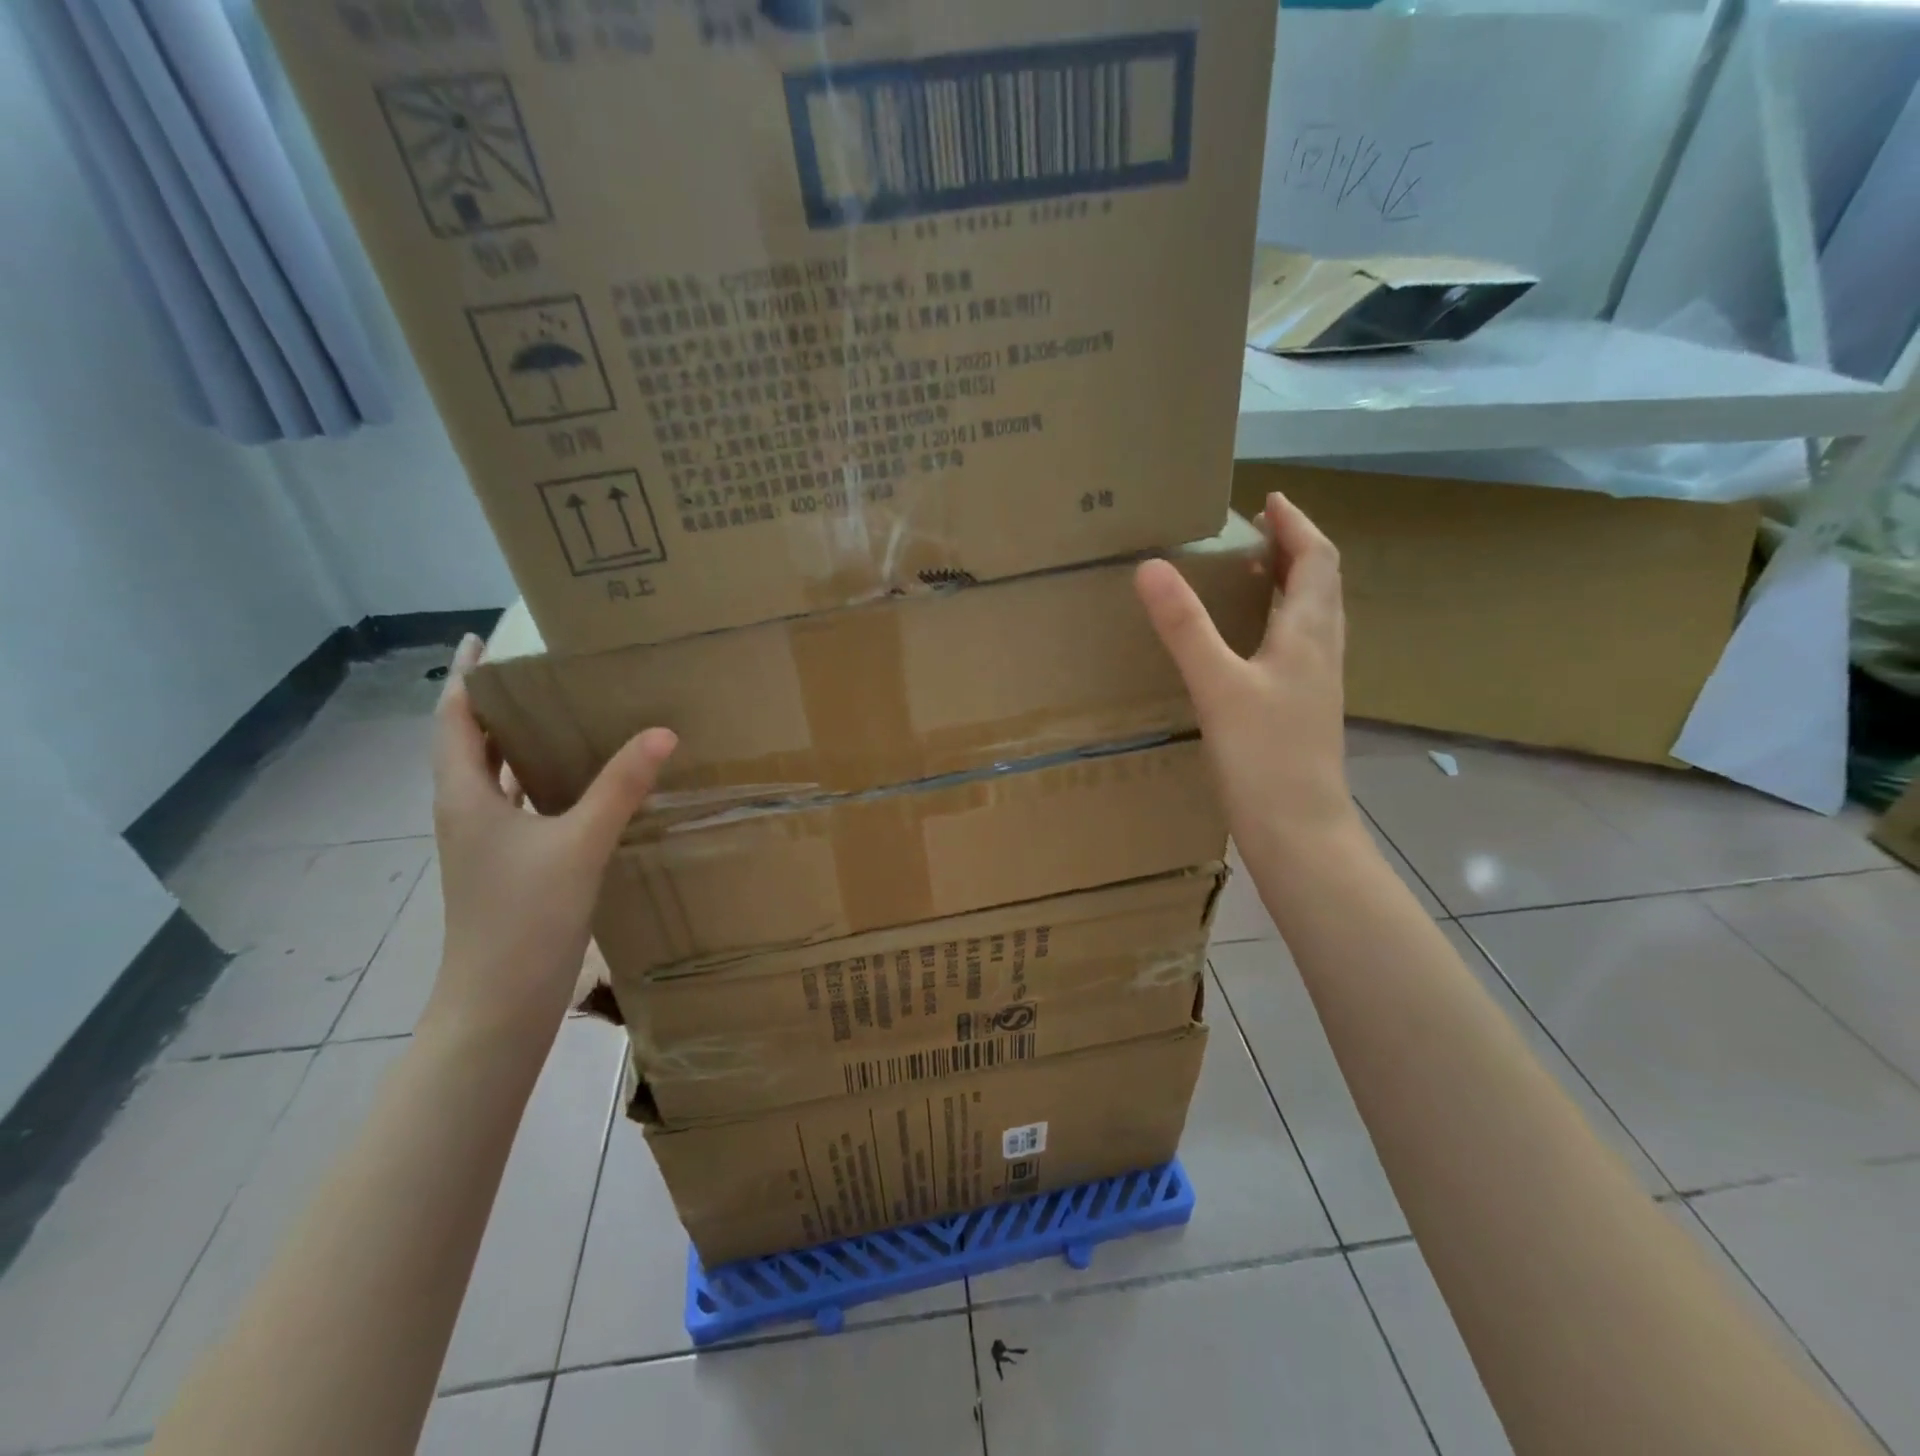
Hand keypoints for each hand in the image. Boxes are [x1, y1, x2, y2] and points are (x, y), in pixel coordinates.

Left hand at [425, 635, 675, 1048]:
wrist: (499, 1004)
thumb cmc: (524, 919)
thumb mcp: (579, 845)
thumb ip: (620, 787)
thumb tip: (662, 732)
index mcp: (465, 796)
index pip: (456, 719)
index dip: (467, 677)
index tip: (484, 640)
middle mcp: (467, 811)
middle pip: (473, 742)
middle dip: (499, 703)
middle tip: (545, 671)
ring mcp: (486, 842)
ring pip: (497, 775)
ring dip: (520, 742)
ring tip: (564, 713)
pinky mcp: (508, 865)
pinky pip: (521, 805)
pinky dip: (541, 781)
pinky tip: (580, 782)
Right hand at [1134, 492, 1362, 857]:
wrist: (1299, 831)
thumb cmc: (1263, 757)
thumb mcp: (1217, 685)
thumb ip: (1184, 627)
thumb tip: (1150, 566)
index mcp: (1309, 634)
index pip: (1317, 560)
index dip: (1297, 525)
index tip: (1269, 500)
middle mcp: (1322, 651)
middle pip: (1321, 583)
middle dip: (1294, 548)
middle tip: (1256, 532)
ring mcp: (1318, 683)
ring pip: (1313, 616)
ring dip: (1291, 584)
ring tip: (1253, 574)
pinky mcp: (1304, 709)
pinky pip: (1300, 646)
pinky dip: (1280, 622)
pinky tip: (1251, 642)